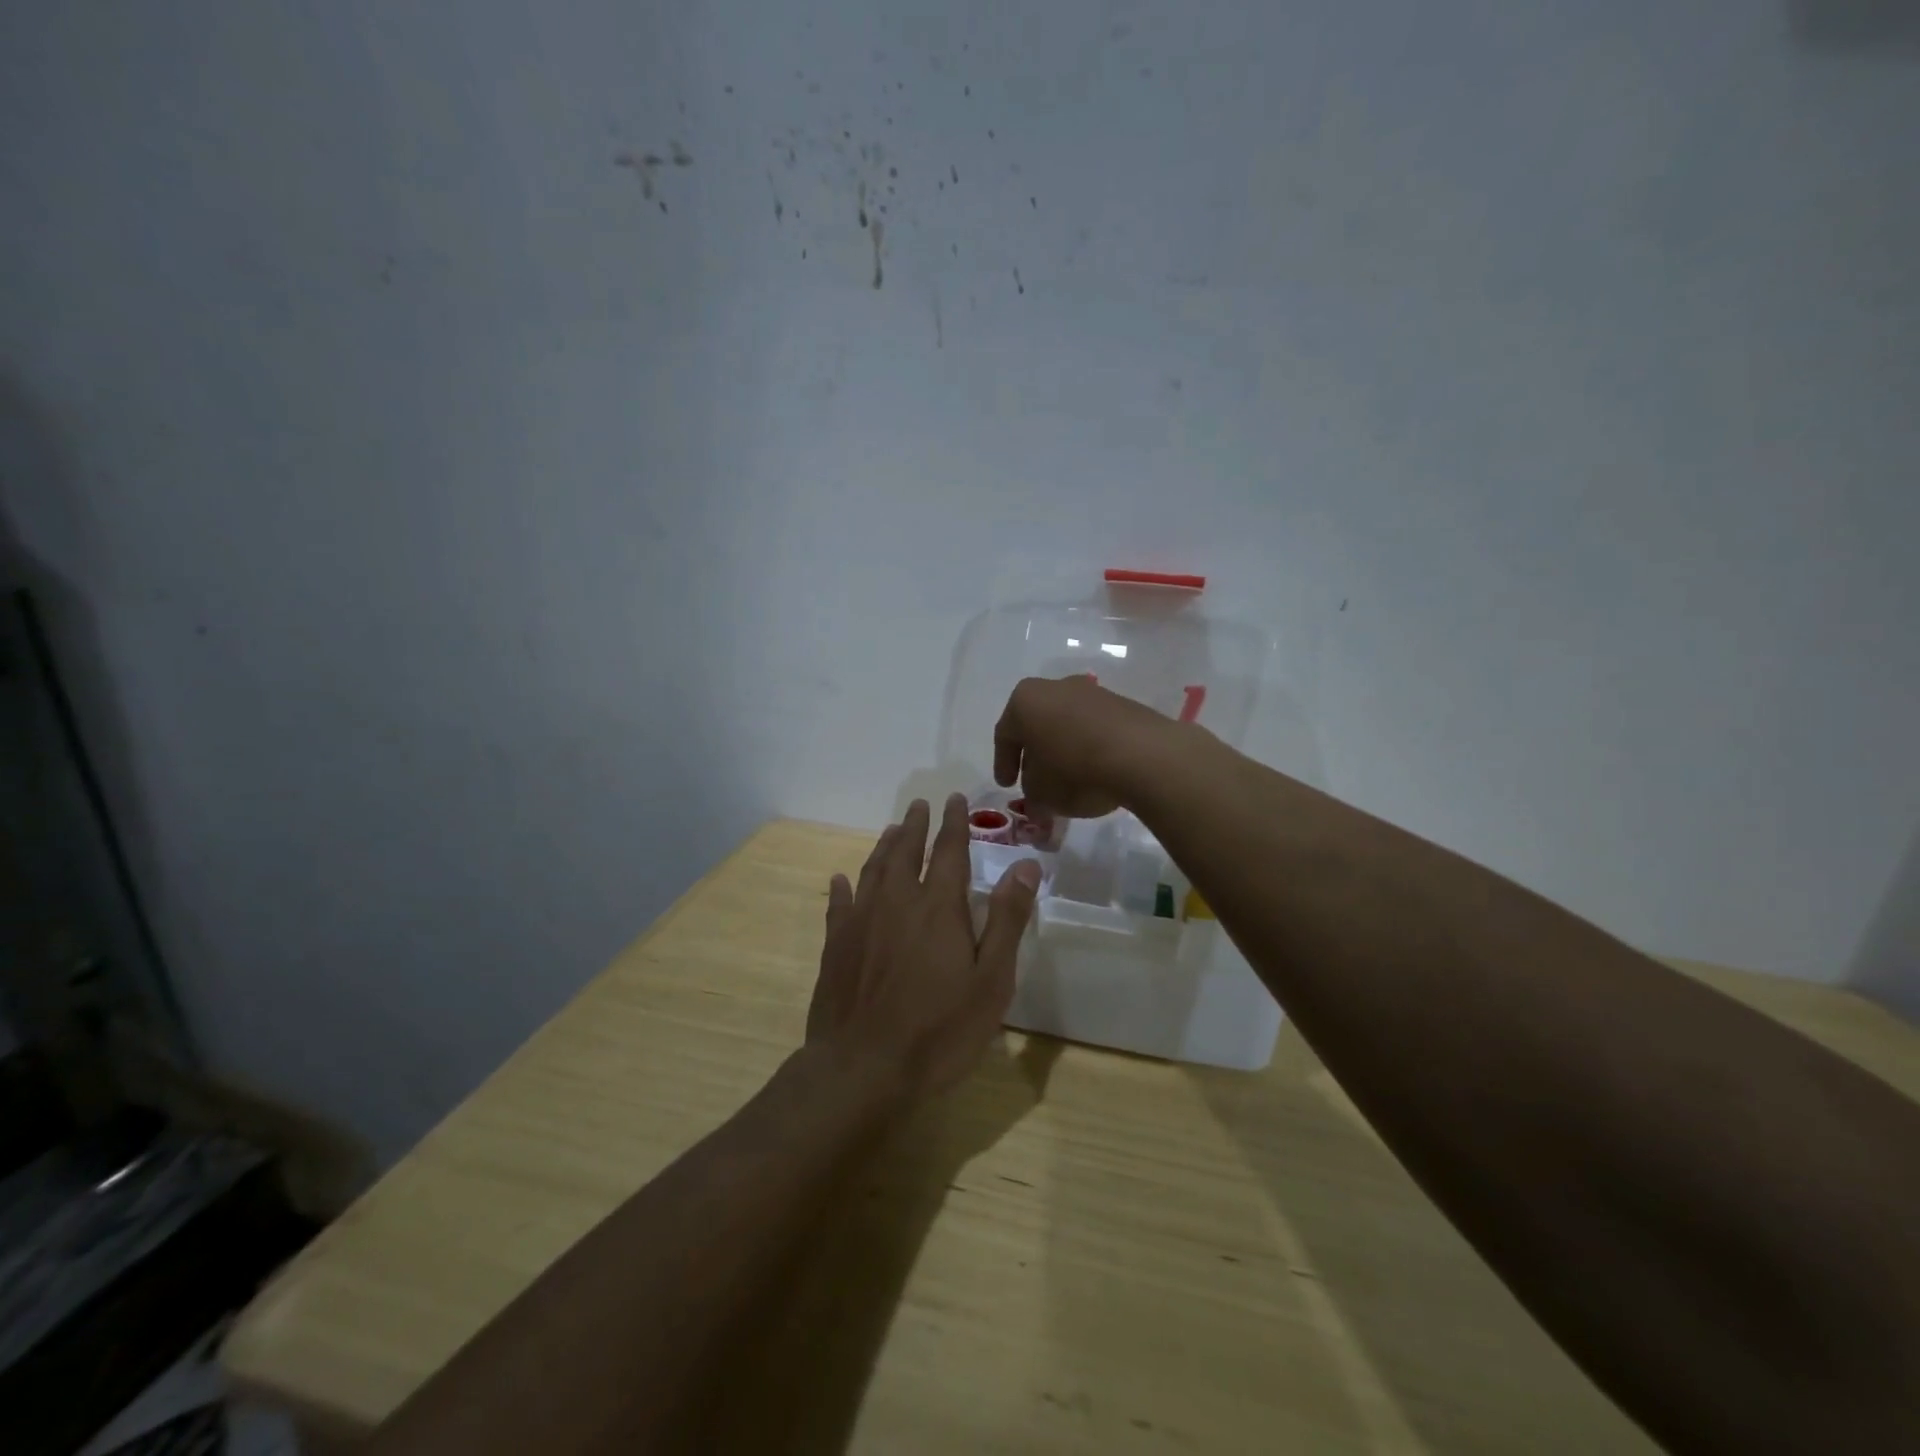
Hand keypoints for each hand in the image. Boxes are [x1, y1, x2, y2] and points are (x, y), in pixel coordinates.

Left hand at [807, 795, 1041, 1101]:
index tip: (955, 798)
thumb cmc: (939, 1030)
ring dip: (884, 846)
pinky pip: (838, 904)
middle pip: (906, 852)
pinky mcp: (835, 946)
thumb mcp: (991, 980)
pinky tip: (840, 879)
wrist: (862, 1069)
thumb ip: (1007, 919)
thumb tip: (1027, 864)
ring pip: (873, 870)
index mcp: (938, 906)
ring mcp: (861, 922)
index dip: (955, 823)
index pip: (949, 850)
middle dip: (916, 825)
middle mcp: (897, 902)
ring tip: (892, 830)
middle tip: (920, 804)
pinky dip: (841, 887)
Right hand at [992, 676, 1176, 818]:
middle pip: (1037, 726)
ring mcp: (1092, 693)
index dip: (1003, 764)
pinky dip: (1090, 749)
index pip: (1004, 735)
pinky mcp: (1123, 705)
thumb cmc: (1074, 769)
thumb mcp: (1042, 794)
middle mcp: (1056, 687)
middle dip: (1034, 756)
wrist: (1142, 755)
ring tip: (1068, 782)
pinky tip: (1096, 773)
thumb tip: (1037, 800)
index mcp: (1025, 700)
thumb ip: (1032, 796)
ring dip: (1064, 752)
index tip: (1007, 785)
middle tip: (1035, 783)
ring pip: (1067, 726)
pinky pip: (1095, 729)